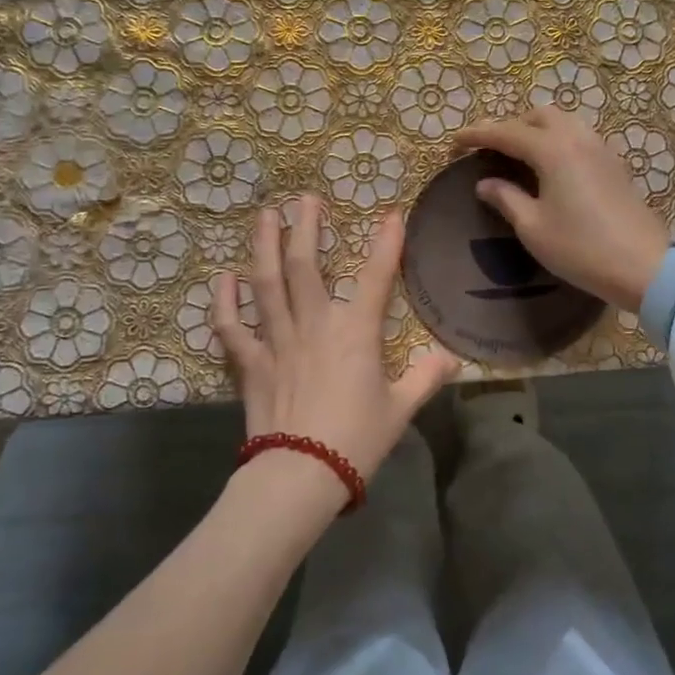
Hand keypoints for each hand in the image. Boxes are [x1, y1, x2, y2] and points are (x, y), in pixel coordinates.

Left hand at [211, 195, 459, 496]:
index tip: (391, 214)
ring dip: (264, 246)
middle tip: (304, 198)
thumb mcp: (400, 410)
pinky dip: (224, 302)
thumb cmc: (356, 441)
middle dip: (306, 227)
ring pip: (266, 283)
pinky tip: (222, 278)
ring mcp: (277, 340)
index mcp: (356, 333)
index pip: (376, 277)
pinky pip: (232, 327)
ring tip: (265, 216)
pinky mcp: (252, 363)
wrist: (300, 476)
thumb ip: (426, 378)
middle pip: (305, 265)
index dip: (387, 243)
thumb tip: (452, 358)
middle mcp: (315, 325)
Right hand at [458, 109, 671, 312]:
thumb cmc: (581, 248)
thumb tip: (485, 183)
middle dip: (510, 126)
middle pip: (538, 116)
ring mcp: (601, 149)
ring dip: (536, 131)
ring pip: (563, 123)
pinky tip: (550, 169)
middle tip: (490, 150)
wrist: (644, 267)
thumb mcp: (533, 227)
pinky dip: (557, 142)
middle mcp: (578, 138)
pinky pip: (579, 138)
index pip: (506, 132)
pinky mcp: (615, 165)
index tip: (454, 142)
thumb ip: (506, 198)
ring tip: (519, 156)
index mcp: (553, 149)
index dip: (477, 135)